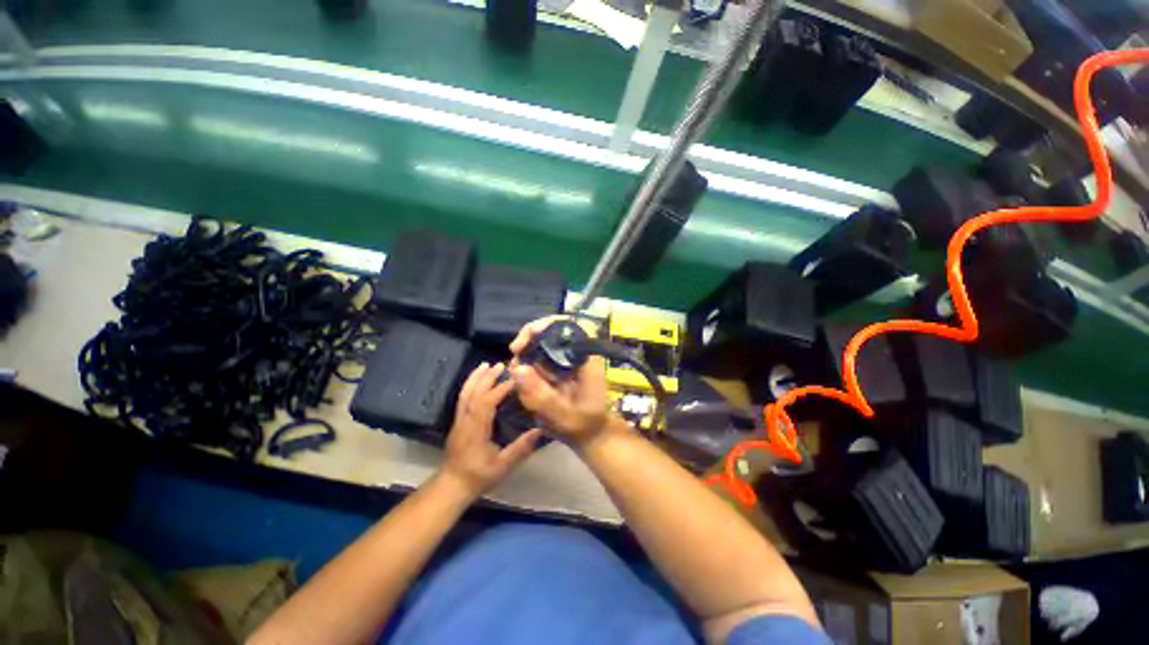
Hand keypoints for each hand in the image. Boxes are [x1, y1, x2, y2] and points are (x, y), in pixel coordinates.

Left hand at [440, 362, 541, 497]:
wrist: (452, 485)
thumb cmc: (478, 476)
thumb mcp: (502, 466)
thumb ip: (520, 448)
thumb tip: (540, 430)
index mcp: (476, 430)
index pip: (486, 403)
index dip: (499, 389)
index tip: (514, 380)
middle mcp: (465, 420)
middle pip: (474, 393)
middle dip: (487, 377)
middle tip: (501, 365)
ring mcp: (459, 420)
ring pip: (465, 393)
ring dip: (476, 377)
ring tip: (486, 365)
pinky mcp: (457, 421)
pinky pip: (462, 398)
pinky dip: (469, 385)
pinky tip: (476, 380)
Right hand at [509, 318, 621, 448]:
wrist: (588, 434)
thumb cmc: (582, 425)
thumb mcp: (563, 416)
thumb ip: (542, 396)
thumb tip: (517, 369)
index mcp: (586, 359)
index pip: (571, 326)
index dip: (547, 325)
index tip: (528, 337)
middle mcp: (576, 353)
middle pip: (551, 330)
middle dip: (529, 339)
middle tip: (515, 352)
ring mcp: (565, 359)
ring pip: (541, 343)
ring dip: (525, 354)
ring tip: (517, 372)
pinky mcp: (556, 367)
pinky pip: (537, 358)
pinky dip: (526, 366)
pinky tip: (521, 379)